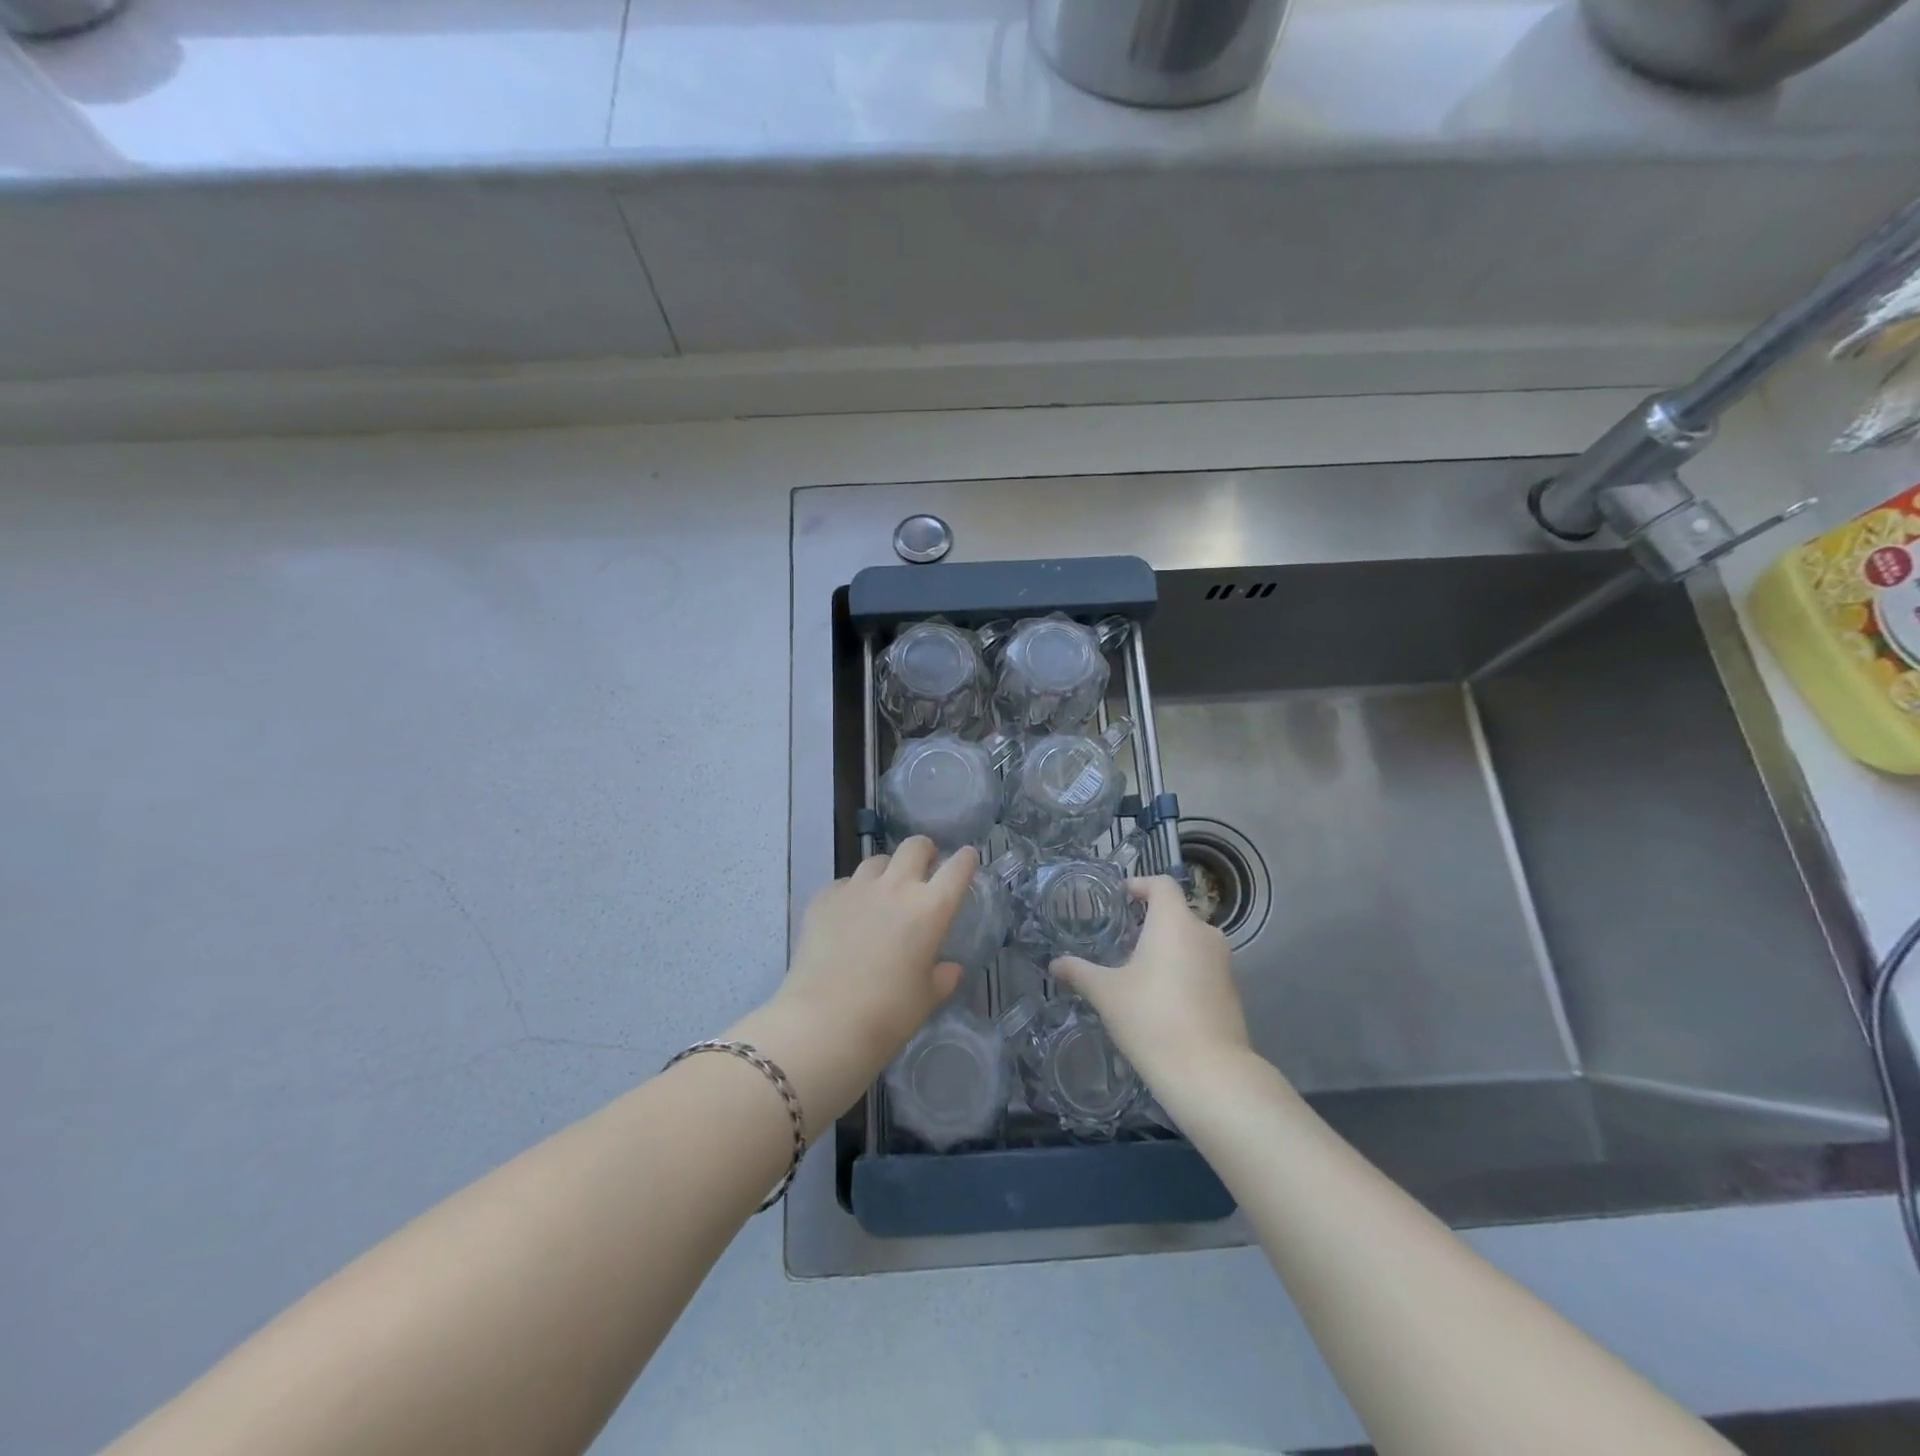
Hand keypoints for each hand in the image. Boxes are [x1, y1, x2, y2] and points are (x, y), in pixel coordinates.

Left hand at [736, 839, 974, 1136]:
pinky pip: (844, 883)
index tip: (967, 858)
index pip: (957, 868)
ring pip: (876, 861)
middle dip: (924, 851)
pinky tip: (848, 914)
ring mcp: (856, 889)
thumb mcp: (926, 1000)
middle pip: (915, 846)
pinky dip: (852, 893)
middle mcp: (896, 888)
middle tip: (924, 867)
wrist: (824, 1022)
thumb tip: (949, 969)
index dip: (965, 859)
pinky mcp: (824, 899)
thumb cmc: (888, 1015)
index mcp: (931, 909)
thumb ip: (942, 978)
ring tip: (883, 891)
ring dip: (887, 870)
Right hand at [1051, 876, 1248, 1089]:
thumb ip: (1080, 972)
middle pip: (1177, 913)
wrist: (1209, 1072)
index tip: (1122, 898)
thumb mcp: (1107, 993)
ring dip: (1168, 948)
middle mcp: (1204, 934)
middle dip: (1151, 922)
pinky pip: (1203, 967)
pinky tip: (1163, 999)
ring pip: (1191, 941)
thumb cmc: (1151, 1018)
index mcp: (1174, 922)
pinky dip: (1184, 971)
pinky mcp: (1232, 991)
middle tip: (1124, 940)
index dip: (1141, 885)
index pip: (1162, 885)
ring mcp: (1223, 963)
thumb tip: (1055, 964)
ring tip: (1140, 971)